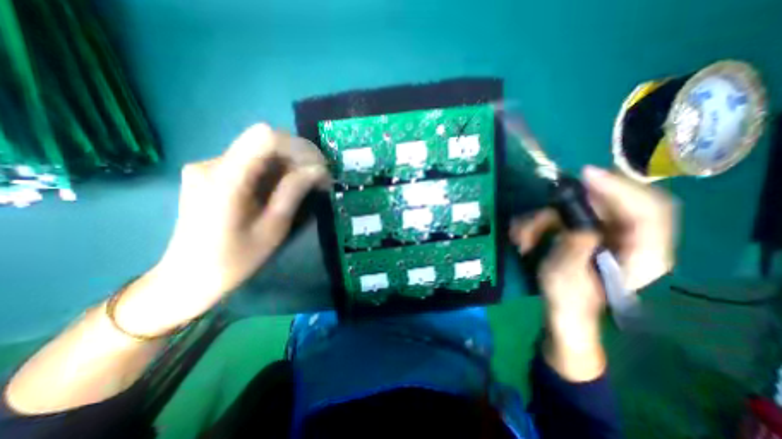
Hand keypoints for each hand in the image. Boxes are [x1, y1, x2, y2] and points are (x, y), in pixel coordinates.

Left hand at [115, 123, 326, 334]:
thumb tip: (319, 170)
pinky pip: (252, 162)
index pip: (264, 138)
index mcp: (225, 179)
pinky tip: (285, 188)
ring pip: (260, 151)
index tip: (320, 167)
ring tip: (307, 185)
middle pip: (264, 142)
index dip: (298, 147)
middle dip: (299, 157)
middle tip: (319, 179)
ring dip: (289, 164)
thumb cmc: (234, 260)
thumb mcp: (272, 228)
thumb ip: (293, 192)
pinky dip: (275, 170)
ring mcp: (209, 167)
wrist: (188, 277)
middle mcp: (212, 163)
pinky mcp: (213, 174)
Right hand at [511, 166, 674, 378]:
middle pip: (612, 201)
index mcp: (643, 254)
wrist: (564, 309)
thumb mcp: (566, 274)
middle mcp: (631, 237)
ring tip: (523, 236)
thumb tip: (577, 215)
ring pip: (579, 209)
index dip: (619, 188)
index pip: (649, 210)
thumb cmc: (568, 298)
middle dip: (570, 203)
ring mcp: (608, 232)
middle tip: (544, 202)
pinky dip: (542, 223)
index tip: (584, 175)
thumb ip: (576, 244)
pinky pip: (565, 217)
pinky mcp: (589, 231)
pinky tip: (526, 237)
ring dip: (545, 218)